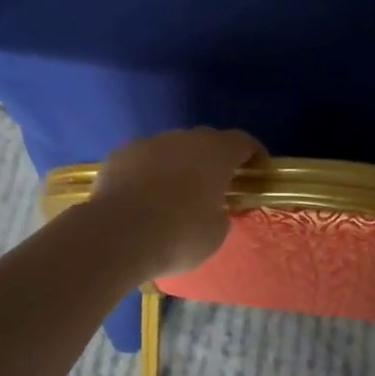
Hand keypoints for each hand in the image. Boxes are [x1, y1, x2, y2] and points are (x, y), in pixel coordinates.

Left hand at [88, 127, 263, 279]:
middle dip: (213, 158)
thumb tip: (213, 208)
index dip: (253, 152)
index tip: (257, 166)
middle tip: (215, 183)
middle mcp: (184, 139)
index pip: (242, 141)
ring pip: (171, 148)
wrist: (117, 234)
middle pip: (206, 141)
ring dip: (178, 164)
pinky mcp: (120, 154)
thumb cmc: (178, 235)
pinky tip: (142, 196)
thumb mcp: (215, 233)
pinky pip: (143, 159)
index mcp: (215, 154)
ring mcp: (149, 143)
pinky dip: (148, 172)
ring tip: (173, 192)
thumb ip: (220, 214)